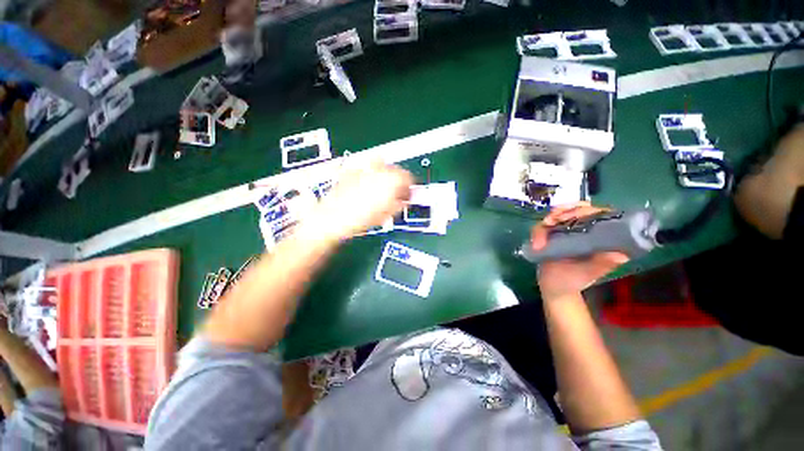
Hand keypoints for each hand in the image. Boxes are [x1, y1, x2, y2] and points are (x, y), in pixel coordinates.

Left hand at [308, 160, 412, 241]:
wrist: (333, 218)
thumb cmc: (359, 218)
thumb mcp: (386, 215)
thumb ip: (399, 204)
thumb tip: (403, 200)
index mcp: (391, 180)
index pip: (408, 177)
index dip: (409, 188)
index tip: (406, 195)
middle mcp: (378, 170)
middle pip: (395, 169)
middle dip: (397, 180)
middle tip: (394, 193)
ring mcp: (363, 169)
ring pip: (380, 165)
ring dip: (383, 175)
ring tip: (379, 188)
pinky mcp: (351, 171)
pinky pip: (365, 169)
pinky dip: (368, 175)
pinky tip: (365, 187)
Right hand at [531, 203, 628, 300]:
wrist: (553, 288)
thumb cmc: (573, 281)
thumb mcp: (588, 274)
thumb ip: (601, 264)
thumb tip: (621, 255)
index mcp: (599, 237)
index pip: (600, 214)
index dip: (589, 210)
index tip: (575, 216)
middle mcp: (585, 230)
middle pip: (578, 208)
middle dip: (565, 211)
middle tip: (553, 220)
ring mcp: (566, 231)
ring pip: (560, 214)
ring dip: (551, 218)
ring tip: (545, 226)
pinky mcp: (550, 234)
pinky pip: (544, 225)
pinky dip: (539, 230)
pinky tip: (537, 240)